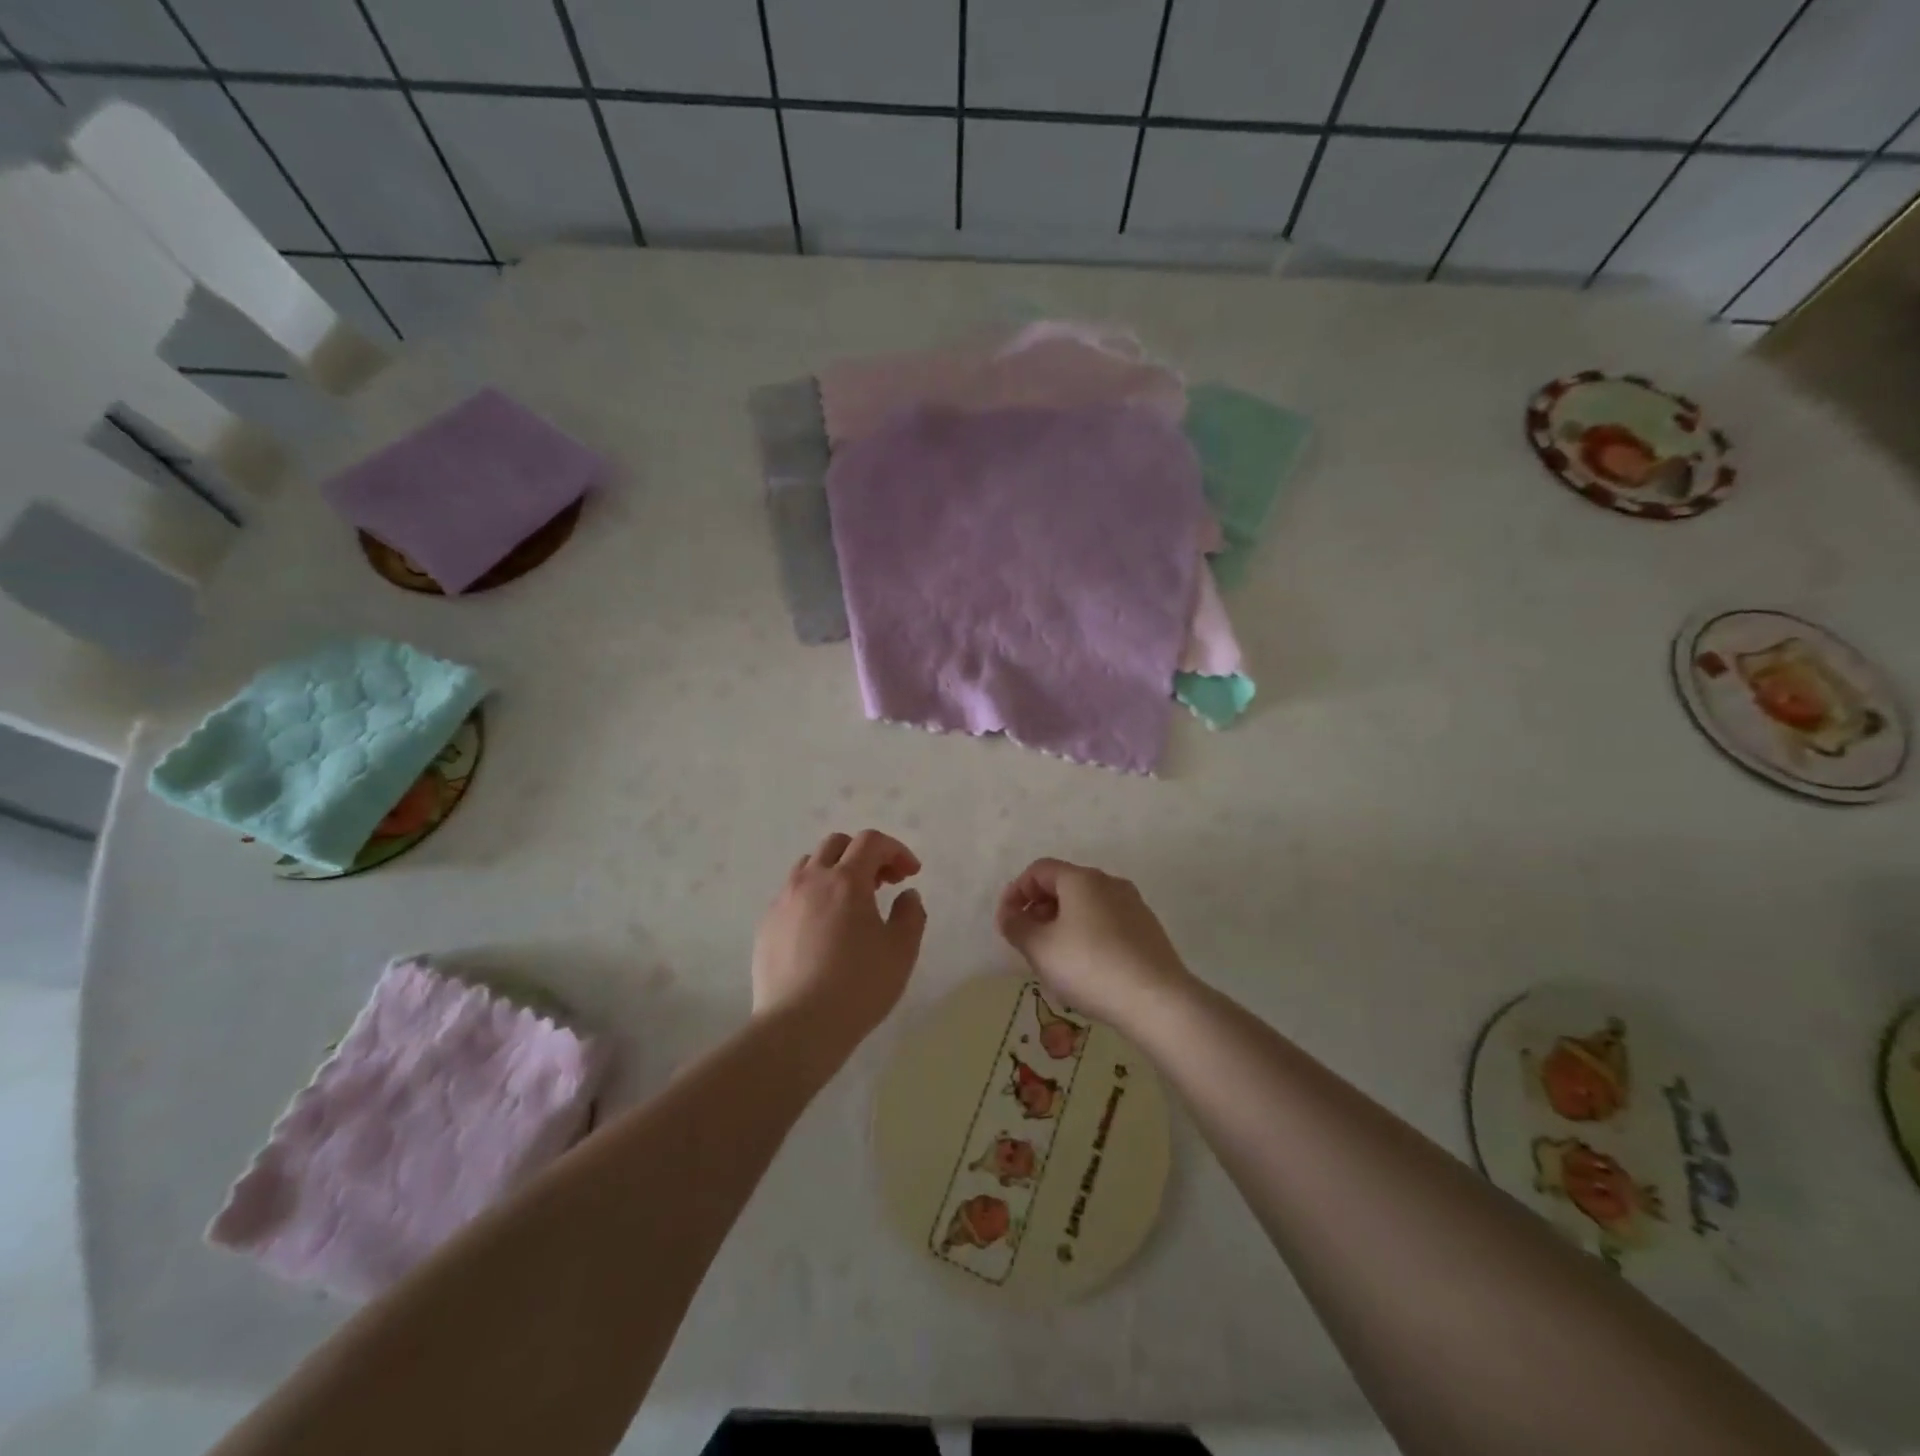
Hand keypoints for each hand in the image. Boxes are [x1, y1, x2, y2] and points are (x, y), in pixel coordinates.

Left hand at [752, 830, 927, 1045]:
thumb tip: (906, 894)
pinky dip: (813, 897)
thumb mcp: (901, 950)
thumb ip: (911, 913)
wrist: (798, 1027)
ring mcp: (783, 902)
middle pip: (837, 845)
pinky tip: (823, 930)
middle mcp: (810, 881)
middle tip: (883, 883)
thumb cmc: (858, 986)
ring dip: (835, 872)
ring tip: (851, 903)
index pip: (871, 841)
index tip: (910, 874)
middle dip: (865, 855)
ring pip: (809, 866)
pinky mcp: (766, 926)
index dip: (896, 850)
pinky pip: (792, 895)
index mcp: (846, 880)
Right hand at [995, 858, 1191, 1028]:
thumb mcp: (1040, 948)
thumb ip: (1015, 926)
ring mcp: (1133, 905)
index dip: (1017, 891)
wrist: (1157, 1000)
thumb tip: (1008, 914)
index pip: (1039, 870)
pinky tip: (1087, 968)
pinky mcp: (1148, 930)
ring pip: (1087, 906)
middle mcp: (1110, 883)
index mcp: (1081, 879)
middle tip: (1028, 942)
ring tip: (1055, 959)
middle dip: (1039, 909)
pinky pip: (1108, 923)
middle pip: (1064, 885)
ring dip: (1063, 924)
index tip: (1007, 921)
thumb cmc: (1090, 966)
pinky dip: (1088, 935)